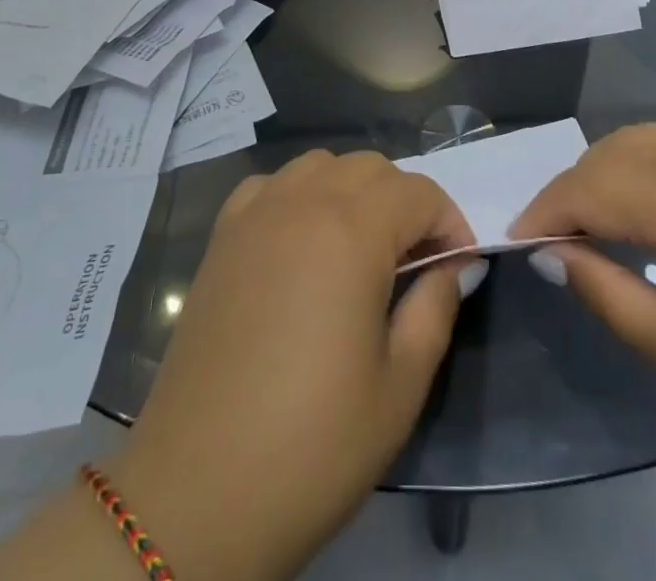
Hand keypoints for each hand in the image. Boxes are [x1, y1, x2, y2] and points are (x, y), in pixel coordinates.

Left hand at [111, 151, 480, 580]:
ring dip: (353, 190)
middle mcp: (303, 202)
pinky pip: (273, 184)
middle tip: (414, 262)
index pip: (419, 192)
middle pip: (371, 167)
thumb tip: (456, 265)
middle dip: (406, 202)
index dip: (449, 222)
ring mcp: (256, 213)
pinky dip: (299, 195)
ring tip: (360, 248)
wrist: (198, 490)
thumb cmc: (312, 443)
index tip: (457, 265)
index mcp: (352, 231)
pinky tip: (301, 242)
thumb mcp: (400, 387)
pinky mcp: (222, 235)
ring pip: (321, 165)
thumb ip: (435, 308)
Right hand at [510, 124, 655, 492]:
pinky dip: (644, 162)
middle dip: (571, 189)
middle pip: (608, 152)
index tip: (517, 239)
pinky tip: (648, 205)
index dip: (545, 211)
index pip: (587, 188)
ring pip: (640, 137)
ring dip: (605, 171)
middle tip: (555, 238)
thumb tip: (553, 252)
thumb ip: (603, 292)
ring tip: (595, 222)